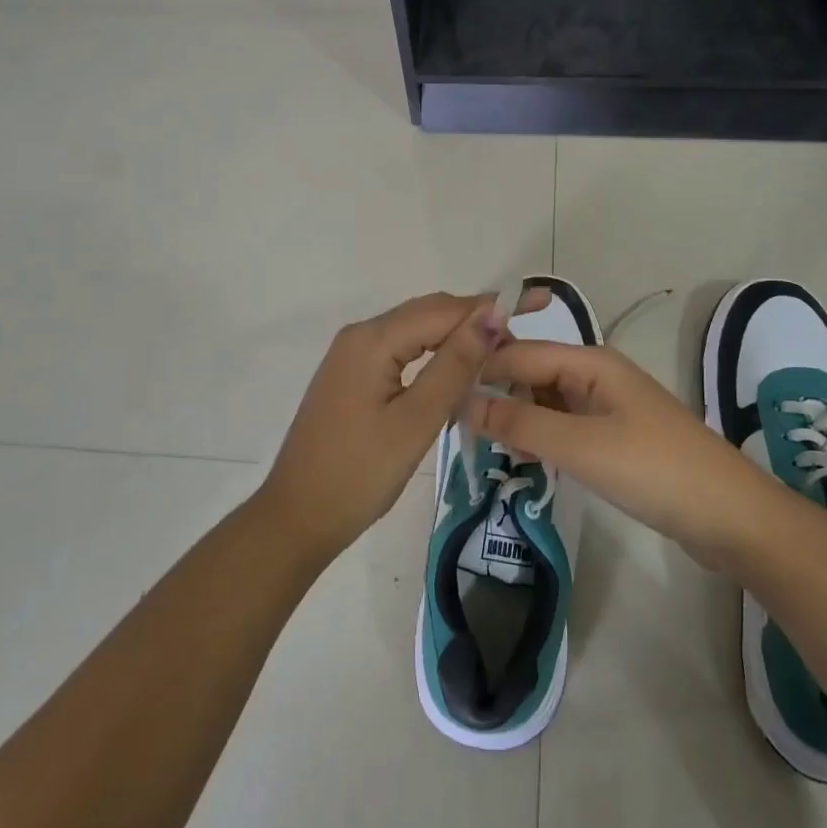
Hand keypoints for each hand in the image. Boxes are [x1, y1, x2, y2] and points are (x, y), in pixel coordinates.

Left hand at [256, 292, 514, 564]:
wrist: (297, 518)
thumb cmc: (360, 474)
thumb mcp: (416, 421)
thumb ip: (455, 365)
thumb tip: (492, 314)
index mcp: (372, 339)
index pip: (441, 309)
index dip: (487, 312)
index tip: (529, 320)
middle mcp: (359, 335)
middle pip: (426, 313)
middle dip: (472, 321)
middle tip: (517, 344)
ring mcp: (351, 355)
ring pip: (413, 331)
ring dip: (453, 338)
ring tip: (495, 357)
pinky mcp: (351, 375)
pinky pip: (399, 350)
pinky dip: (431, 354)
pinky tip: (454, 372)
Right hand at [470, 342, 777, 569]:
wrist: (730, 517)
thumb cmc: (653, 470)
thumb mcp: (579, 445)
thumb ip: (520, 421)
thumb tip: (463, 402)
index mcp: (590, 362)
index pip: (520, 352)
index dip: (480, 370)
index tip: (439, 397)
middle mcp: (597, 375)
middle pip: (533, 373)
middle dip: (496, 394)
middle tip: (455, 428)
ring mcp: (608, 408)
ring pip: (547, 402)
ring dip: (517, 419)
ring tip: (480, 446)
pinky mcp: (616, 439)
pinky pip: (565, 428)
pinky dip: (541, 439)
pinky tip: (523, 460)